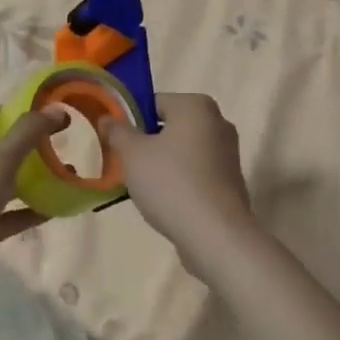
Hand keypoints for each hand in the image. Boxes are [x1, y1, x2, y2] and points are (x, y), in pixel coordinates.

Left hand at [0, 106, 64, 325]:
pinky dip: (30, 210)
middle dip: (36, 147)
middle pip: (4, 148)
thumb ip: (28, 133)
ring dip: (37, 180)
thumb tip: (57, 109)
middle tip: (71, 148)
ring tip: (71, 178)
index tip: (62, 119)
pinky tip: (57, 211)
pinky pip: (8, 214)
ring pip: (8, 182)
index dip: (28, 113)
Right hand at [99, 93, 256, 279]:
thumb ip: (118, 131)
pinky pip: (198, 172)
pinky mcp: (232, 181)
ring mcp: (229, 153)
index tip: (118, 145)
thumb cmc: (171, 183)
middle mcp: (218, 121)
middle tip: (129, 167)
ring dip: (164, 164)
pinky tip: (168, 202)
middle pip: (170, 126)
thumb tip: (107, 117)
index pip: (154, 103)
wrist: (216, 236)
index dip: (132, 122)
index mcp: (196, 105)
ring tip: (146, 189)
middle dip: (148, 144)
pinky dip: (182, 181)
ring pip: (183, 150)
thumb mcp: (133, 154)